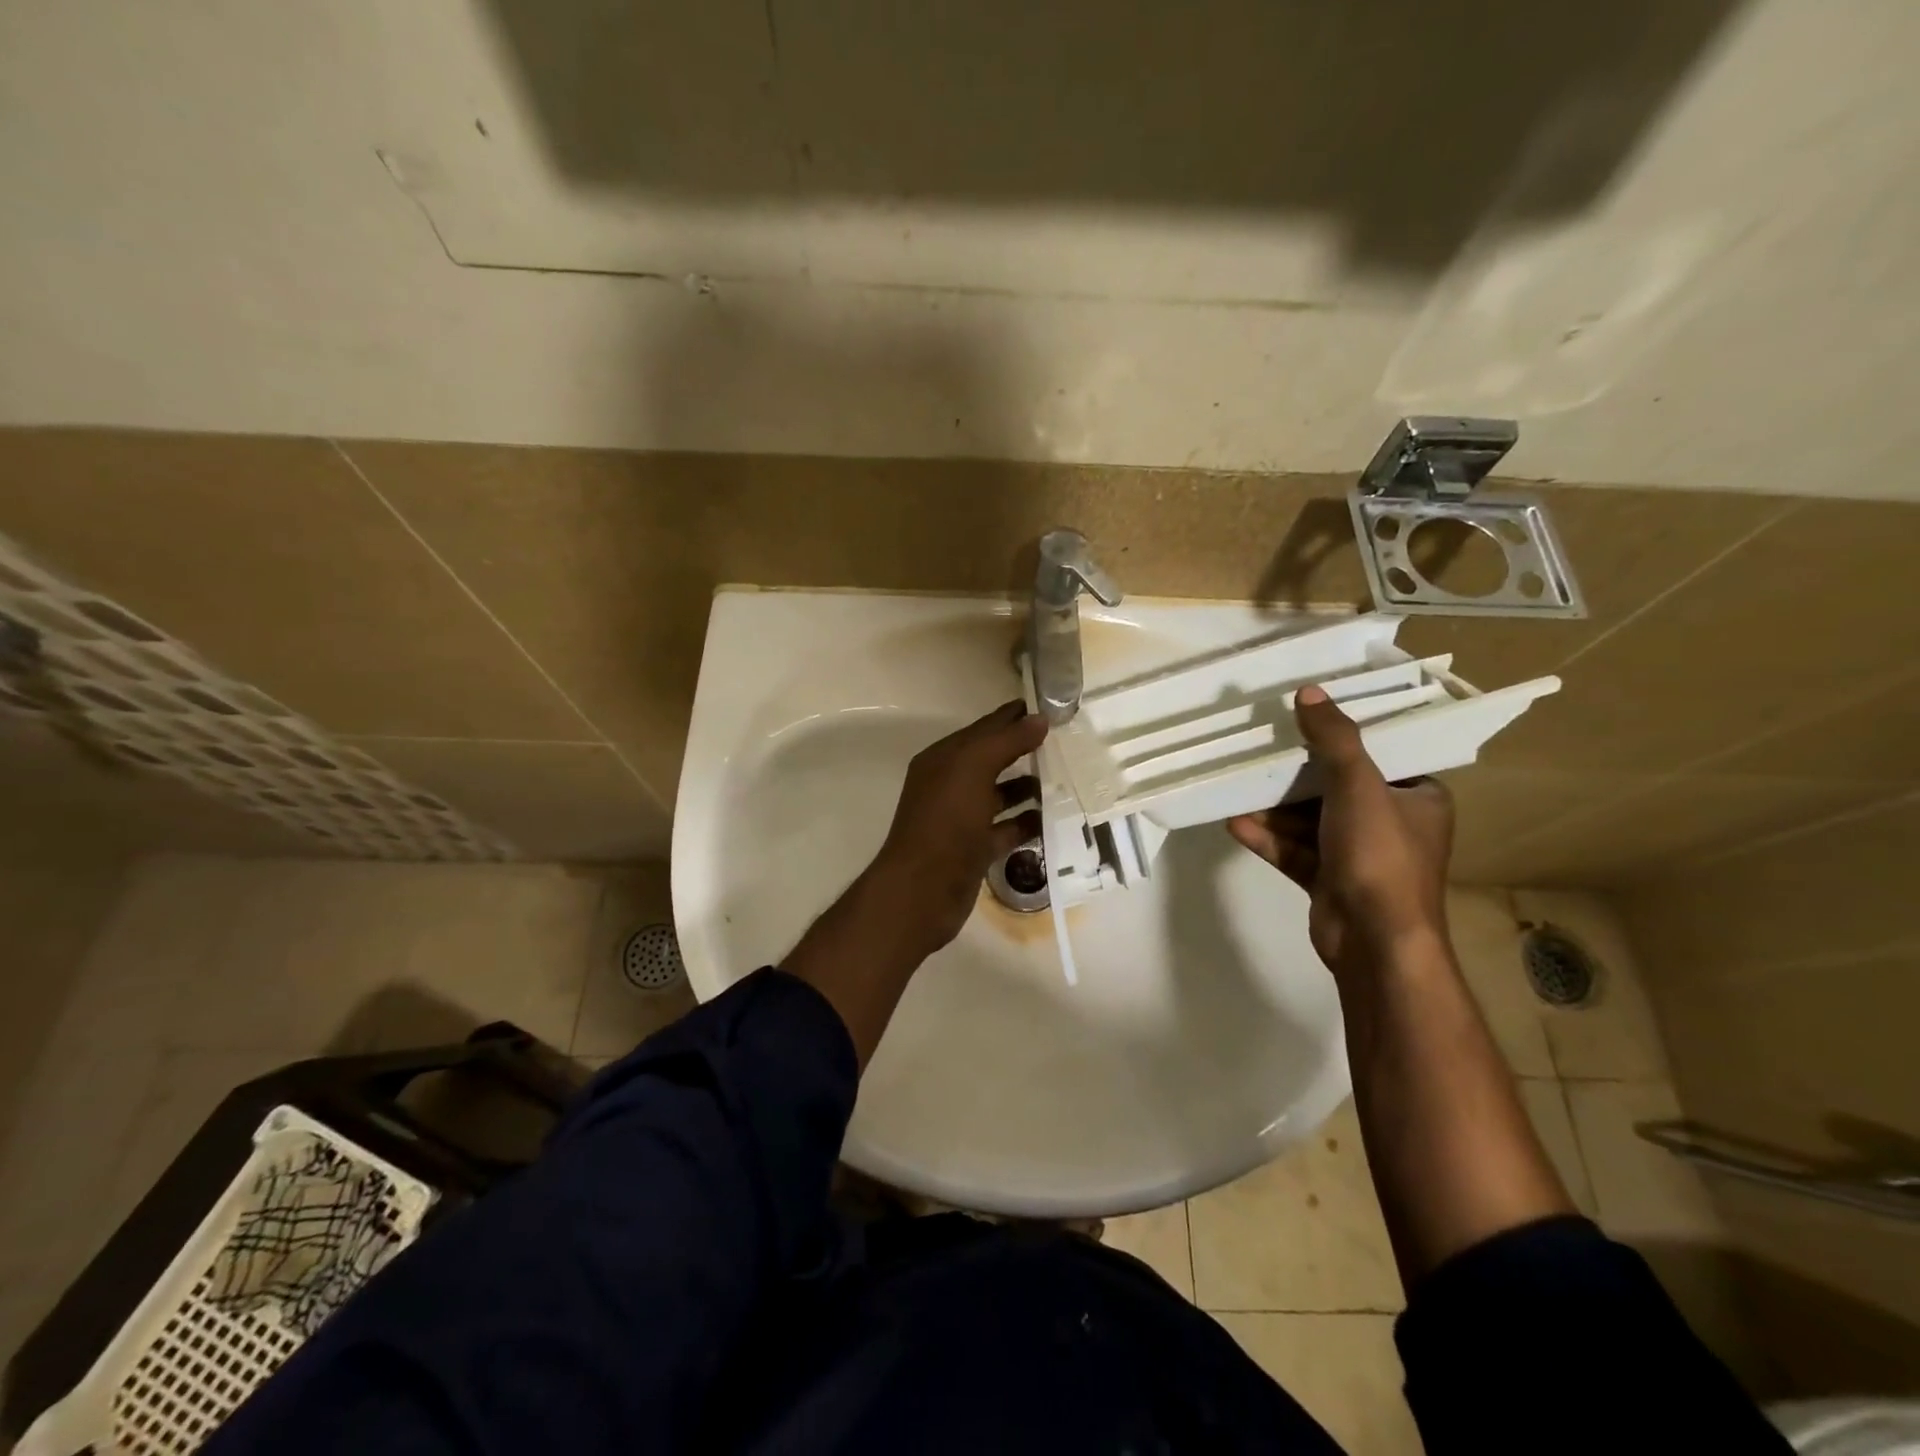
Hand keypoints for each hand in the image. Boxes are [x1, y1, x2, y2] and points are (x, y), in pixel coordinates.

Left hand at [869, 700, 1047, 957]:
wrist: (923, 890)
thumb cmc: (946, 821)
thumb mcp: (973, 769)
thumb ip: (1006, 740)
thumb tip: (1039, 718)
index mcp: (943, 759)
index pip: (984, 728)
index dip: (1014, 716)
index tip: (1053, 708)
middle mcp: (950, 784)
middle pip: (992, 759)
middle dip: (1025, 750)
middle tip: (1067, 742)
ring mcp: (962, 819)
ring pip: (1000, 795)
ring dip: (1029, 787)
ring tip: (1067, 780)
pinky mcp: (975, 849)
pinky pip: (1006, 829)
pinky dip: (1027, 823)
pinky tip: (1054, 818)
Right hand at [1228, 685, 1452, 978]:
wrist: (1374, 941)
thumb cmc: (1379, 855)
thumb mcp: (1358, 785)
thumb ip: (1334, 739)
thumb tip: (1309, 691)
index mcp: (1418, 798)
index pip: (1381, 757)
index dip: (1344, 737)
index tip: (1305, 718)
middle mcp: (1392, 825)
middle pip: (1337, 787)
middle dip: (1295, 774)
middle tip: (1260, 748)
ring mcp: (1359, 856)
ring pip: (1310, 821)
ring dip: (1274, 808)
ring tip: (1237, 787)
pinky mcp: (1329, 881)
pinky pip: (1296, 850)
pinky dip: (1269, 838)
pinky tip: (1235, 824)